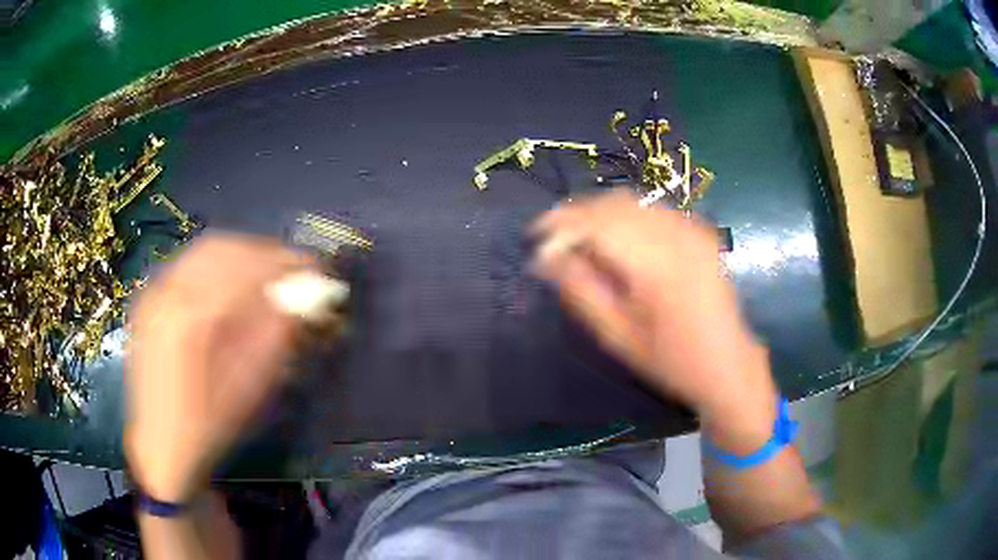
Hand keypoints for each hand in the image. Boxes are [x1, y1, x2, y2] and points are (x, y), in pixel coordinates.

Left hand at [125, 233, 318, 502]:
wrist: (161, 445)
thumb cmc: (210, 426)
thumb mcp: (250, 389)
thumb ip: (277, 337)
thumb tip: (304, 298)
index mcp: (193, 319)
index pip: (246, 270)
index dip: (285, 263)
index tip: (316, 268)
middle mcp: (169, 293)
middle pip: (223, 248)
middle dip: (263, 252)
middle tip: (291, 267)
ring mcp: (154, 293)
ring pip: (204, 252)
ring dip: (240, 254)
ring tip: (265, 271)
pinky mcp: (149, 300)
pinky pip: (187, 266)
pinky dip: (217, 265)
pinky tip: (231, 282)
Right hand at [531, 191, 776, 445]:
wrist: (727, 364)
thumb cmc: (670, 361)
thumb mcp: (618, 336)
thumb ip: (581, 291)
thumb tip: (545, 258)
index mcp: (656, 264)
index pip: (597, 223)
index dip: (562, 223)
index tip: (536, 235)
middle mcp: (676, 235)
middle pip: (614, 204)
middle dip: (578, 213)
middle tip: (554, 236)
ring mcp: (693, 229)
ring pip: (634, 201)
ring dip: (601, 212)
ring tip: (580, 237)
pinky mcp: (701, 232)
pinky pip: (654, 209)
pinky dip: (627, 216)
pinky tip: (618, 237)